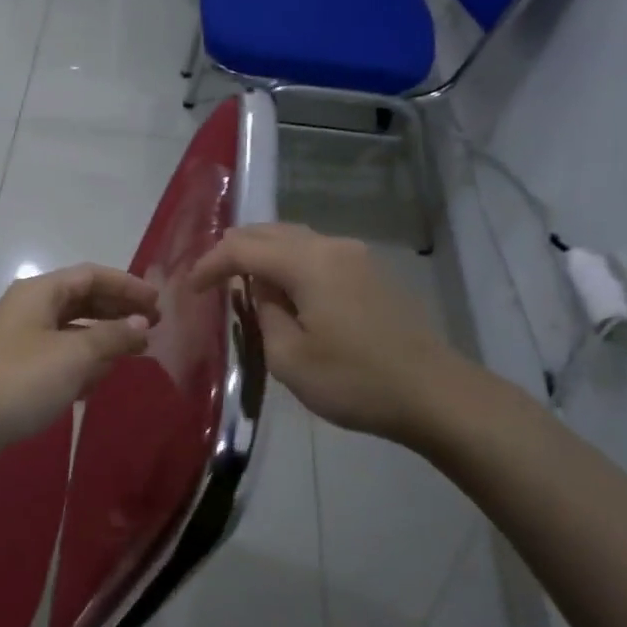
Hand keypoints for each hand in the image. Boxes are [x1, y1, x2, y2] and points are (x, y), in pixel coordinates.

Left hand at [0, 264, 159, 469]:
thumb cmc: (19, 380)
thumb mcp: (73, 356)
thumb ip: (112, 336)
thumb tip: (140, 322)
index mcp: (41, 293)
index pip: (92, 275)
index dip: (127, 285)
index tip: (158, 303)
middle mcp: (30, 309)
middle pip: (82, 300)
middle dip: (118, 312)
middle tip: (153, 328)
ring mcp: (20, 341)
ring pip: (71, 331)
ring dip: (102, 340)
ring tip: (134, 354)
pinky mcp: (15, 371)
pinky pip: (57, 358)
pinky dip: (81, 364)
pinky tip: (97, 382)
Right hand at [188, 223, 476, 448]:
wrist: (436, 395)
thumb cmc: (356, 381)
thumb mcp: (290, 358)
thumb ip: (264, 314)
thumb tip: (260, 290)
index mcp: (308, 262)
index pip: (242, 247)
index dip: (210, 264)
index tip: (190, 289)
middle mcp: (332, 246)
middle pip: (269, 231)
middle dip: (234, 250)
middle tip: (210, 278)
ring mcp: (357, 256)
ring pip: (295, 239)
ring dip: (263, 255)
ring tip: (241, 282)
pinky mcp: (372, 273)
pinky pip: (317, 254)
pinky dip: (289, 263)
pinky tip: (284, 291)